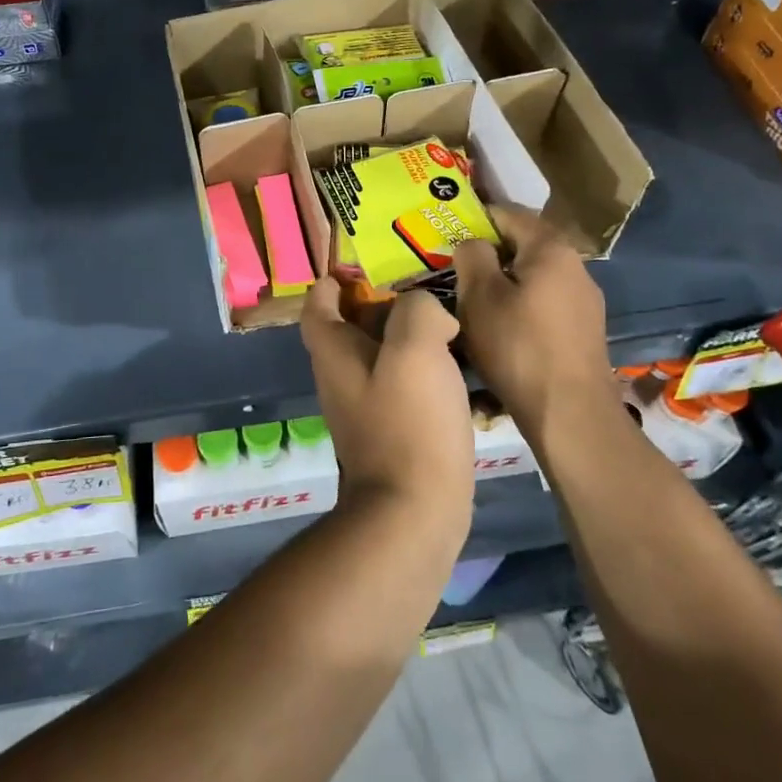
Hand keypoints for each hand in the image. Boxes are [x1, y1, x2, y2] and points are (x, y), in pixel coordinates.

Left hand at [300, 277, 473, 533]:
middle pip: (353, 326)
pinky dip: (427, 373)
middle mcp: (341, 376)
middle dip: (385, 304)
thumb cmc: (409, 422)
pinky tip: (463, 371)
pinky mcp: (392, 433)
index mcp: (334, 351)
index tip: (369, 267)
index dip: (336, 279)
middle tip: (427, 289)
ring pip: (384, 357)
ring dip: (412, 339)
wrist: (414, 513)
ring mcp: (365, 408)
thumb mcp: (416, 347)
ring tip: (452, 324)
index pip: (318, 302)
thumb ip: (418, 310)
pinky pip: (405, 388)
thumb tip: (428, 312)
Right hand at [454, 205, 615, 445]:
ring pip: (532, 276)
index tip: (445, 232)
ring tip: (471, 300)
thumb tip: (473, 243)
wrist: (571, 414)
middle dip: (488, 253)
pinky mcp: (583, 330)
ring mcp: (584, 300)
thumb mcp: (480, 296)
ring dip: (503, 282)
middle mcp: (575, 266)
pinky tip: (500, 328)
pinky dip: (519, 305)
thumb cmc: (519, 346)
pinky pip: (544, 302)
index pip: (508, 213)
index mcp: (551, 249)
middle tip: (452, 269)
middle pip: (523, 245)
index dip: (474, 218)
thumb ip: (472, 256)